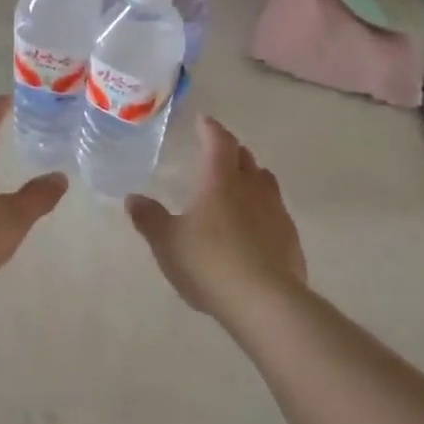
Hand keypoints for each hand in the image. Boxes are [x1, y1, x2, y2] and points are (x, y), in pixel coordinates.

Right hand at [126, 116, 306, 319]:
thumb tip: (133, 198)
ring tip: (238, 184)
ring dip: (251, 176)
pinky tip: (254, 227)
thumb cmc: (209, 263)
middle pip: (245, 158)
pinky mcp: (290, 239)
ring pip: (265, 183)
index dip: (211, 129)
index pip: (219, 142)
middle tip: (218, 152)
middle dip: (231, 151)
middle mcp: (252, 189)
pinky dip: (263, 209)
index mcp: (220, 181)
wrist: (265, 302)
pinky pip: (276, 212)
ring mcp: (276, 213)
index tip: (204, 121)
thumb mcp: (167, 242)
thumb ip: (149, 218)